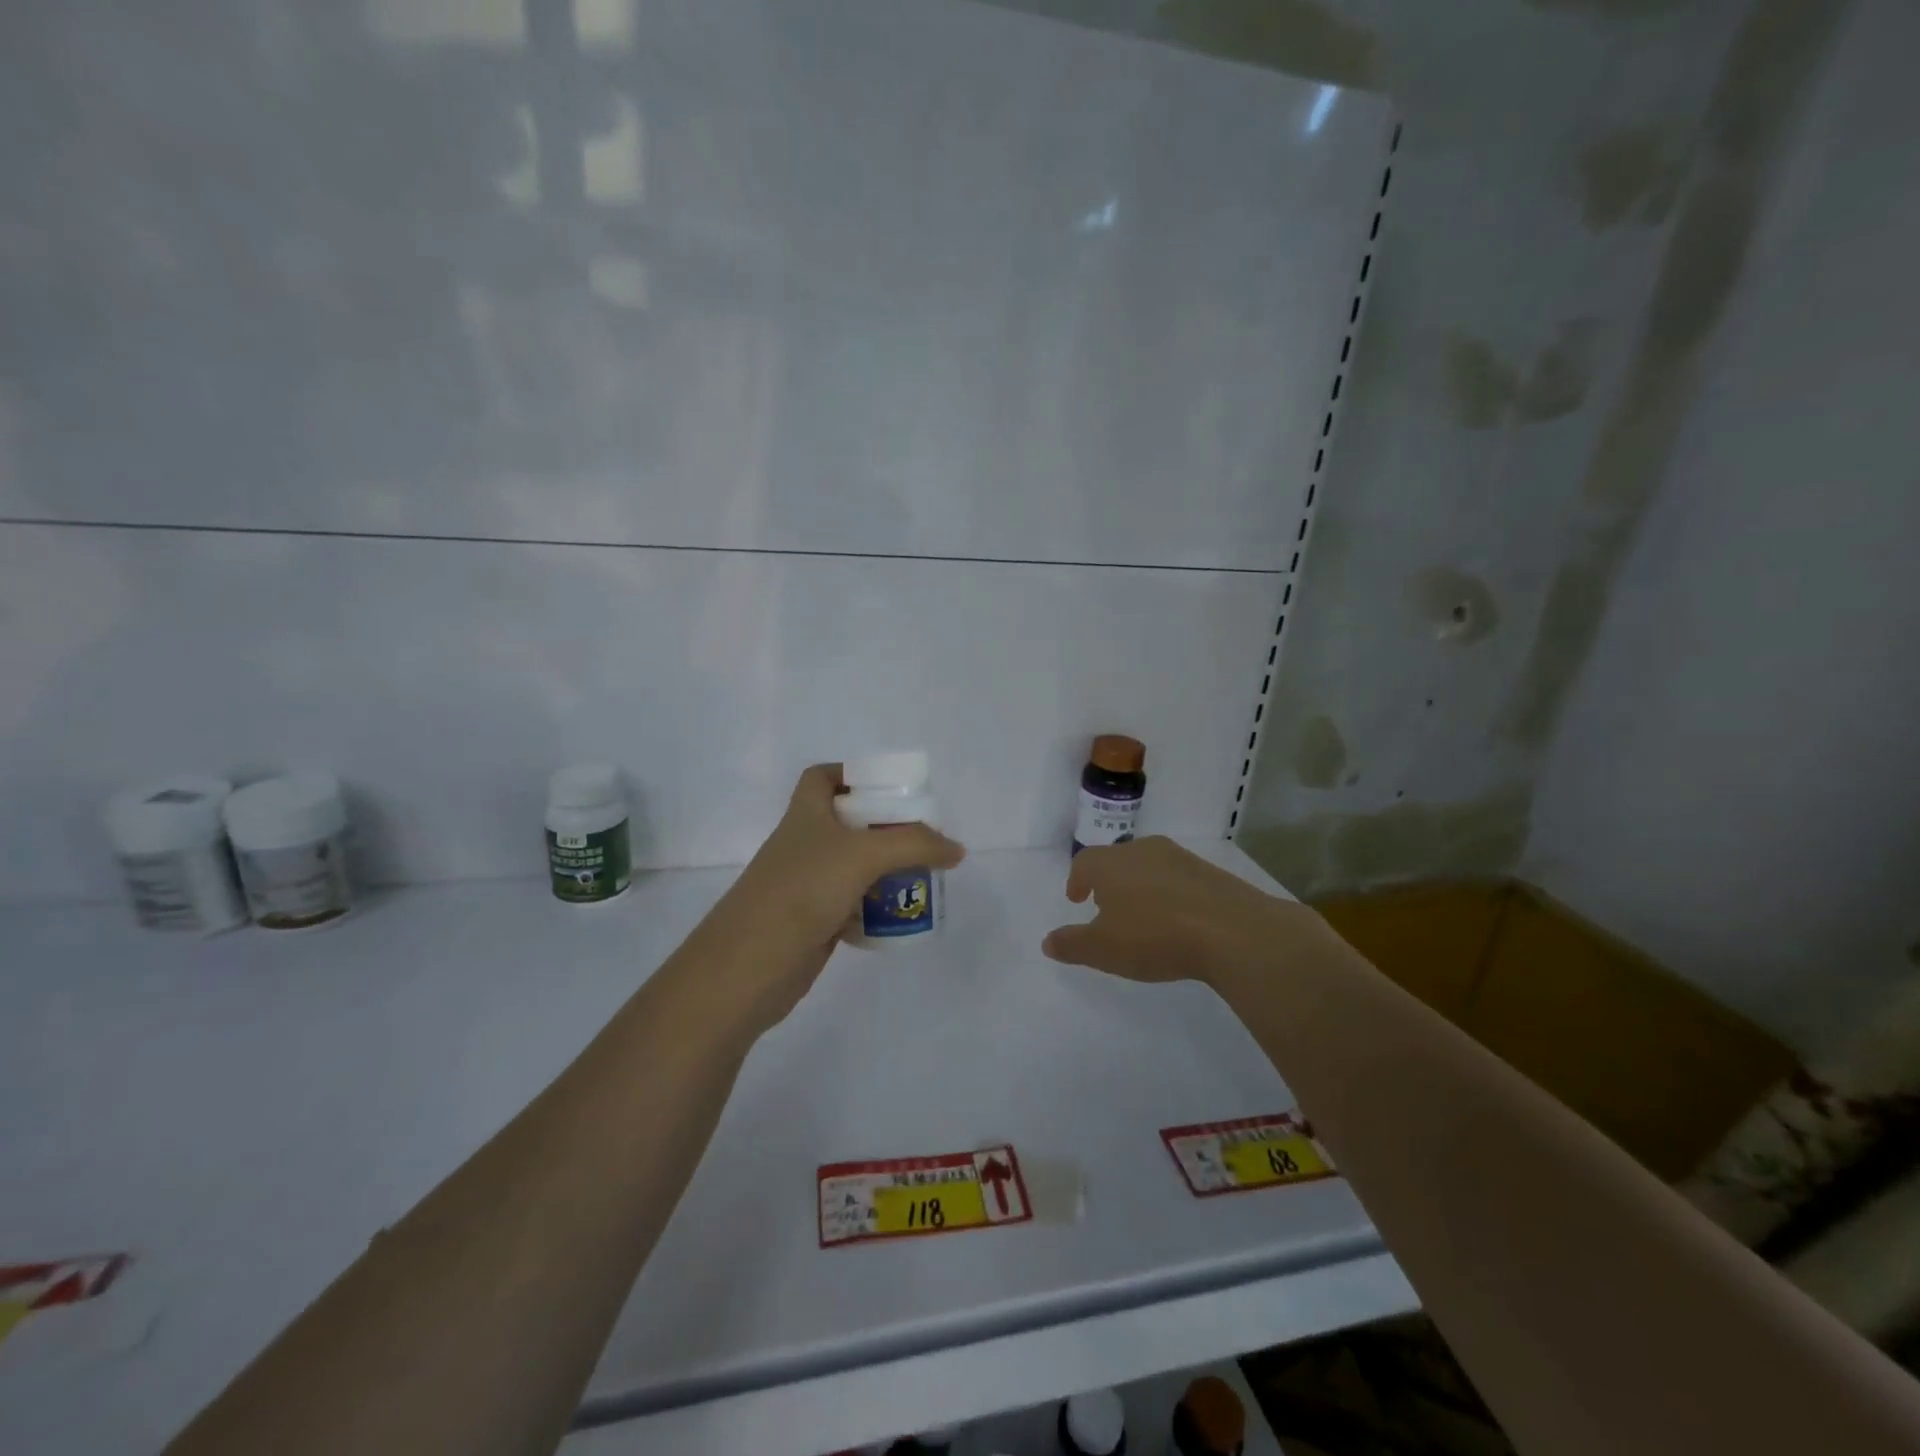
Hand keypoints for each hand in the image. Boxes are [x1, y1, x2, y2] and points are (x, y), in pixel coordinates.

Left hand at [695, 765, 964, 1026]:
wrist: (751, 965)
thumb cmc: (803, 890)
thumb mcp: (863, 854)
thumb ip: (915, 845)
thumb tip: (956, 849)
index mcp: (806, 813)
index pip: (822, 776)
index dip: (852, 773)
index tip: (889, 787)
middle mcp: (806, 843)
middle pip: (849, 822)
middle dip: (885, 827)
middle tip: (923, 836)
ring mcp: (808, 883)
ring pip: (854, 865)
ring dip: (885, 868)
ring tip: (923, 874)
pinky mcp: (814, 920)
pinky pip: (853, 903)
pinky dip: (875, 906)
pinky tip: (900, 913)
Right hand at [1041, 836, 1328, 985]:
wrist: (1232, 930)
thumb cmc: (1154, 936)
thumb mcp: (1103, 949)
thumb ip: (1072, 944)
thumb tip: (1047, 941)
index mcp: (1110, 864)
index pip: (1084, 862)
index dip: (1077, 879)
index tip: (1077, 897)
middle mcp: (1141, 850)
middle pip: (1116, 859)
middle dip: (1108, 880)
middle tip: (1106, 904)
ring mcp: (1178, 858)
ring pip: (1148, 865)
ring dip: (1139, 884)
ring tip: (1141, 911)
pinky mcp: (1209, 872)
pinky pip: (1178, 878)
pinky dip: (1169, 892)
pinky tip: (1176, 917)